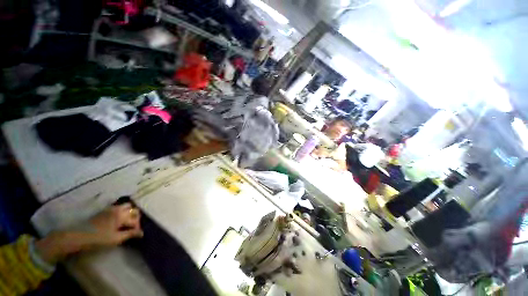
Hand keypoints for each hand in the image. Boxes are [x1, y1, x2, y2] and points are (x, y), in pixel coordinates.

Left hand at [88, 203, 142, 246]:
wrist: (79, 236)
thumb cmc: (99, 239)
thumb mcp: (116, 239)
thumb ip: (130, 234)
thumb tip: (142, 233)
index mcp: (122, 216)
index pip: (135, 220)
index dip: (137, 227)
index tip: (136, 235)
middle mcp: (118, 209)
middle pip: (133, 209)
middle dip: (136, 217)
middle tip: (133, 227)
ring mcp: (111, 208)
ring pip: (126, 206)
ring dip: (130, 212)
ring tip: (127, 222)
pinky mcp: (105, 210)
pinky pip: (119, 207)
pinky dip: (123, 211)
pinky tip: (119, 219)